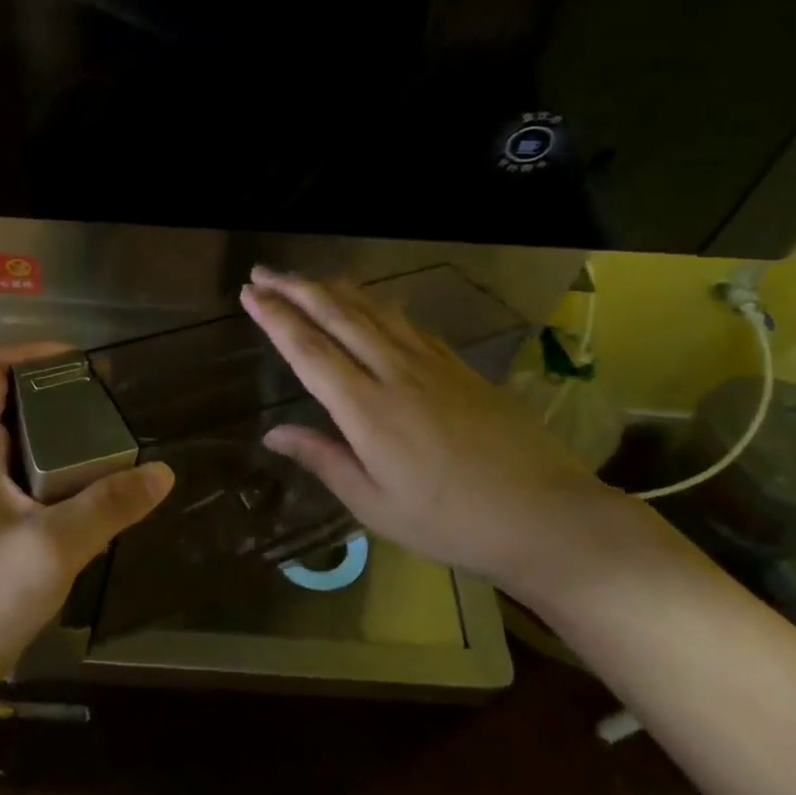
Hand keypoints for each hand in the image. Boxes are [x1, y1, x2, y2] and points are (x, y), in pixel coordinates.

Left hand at [0, 342, 173, 695]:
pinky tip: (90, 485)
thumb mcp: (53, 547)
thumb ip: (108, 506)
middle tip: (102, 399)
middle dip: (52, 388)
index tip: (76, 360)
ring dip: (56, 427)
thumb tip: (162, 473)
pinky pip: (25, 471)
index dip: (26, 350)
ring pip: (17, 436)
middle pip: (4, 397)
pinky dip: (56, 463)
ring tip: (104, 435)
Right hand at [240, 268, 638, 602]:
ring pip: (372, 310)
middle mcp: (395, 372)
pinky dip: (376, 304)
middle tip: (263, 271)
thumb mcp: (376, 506)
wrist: (546, 516)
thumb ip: (323, 460)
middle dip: (295, 288)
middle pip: (337, 315)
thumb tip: (273, 433)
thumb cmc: (451, 522)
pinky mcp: (458, 365)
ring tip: (305, 278)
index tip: (249, 293)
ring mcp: (431, 363)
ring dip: (333, 289)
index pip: (309, 350)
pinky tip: (368, 302)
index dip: (275, 317)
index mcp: (368, 410)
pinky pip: (406, 322)